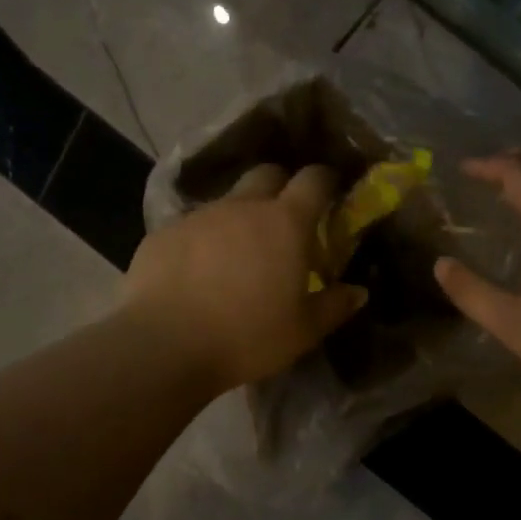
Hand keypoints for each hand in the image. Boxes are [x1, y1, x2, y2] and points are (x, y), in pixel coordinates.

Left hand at [123, 163, 367, 392]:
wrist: (164, 345)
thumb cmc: (247, 336)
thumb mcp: (303, 331)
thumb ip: (334, 306)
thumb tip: (357, 291)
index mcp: (285, 223)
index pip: (314, 179)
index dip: (325, 180)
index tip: (330, 192)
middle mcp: (242, 206)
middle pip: (267, 174)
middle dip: (280, 187)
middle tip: (284, 222)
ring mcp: (199, 215)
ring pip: (227, 202)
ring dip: (238, 218)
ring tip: (236, 256)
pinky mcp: (162, 232)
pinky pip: (191, 226)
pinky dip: (202, 241)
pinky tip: (195, 273)